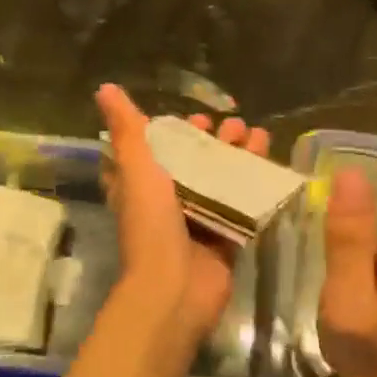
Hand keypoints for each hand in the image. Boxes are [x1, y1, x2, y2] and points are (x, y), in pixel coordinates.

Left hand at [95, 85, 270, 354]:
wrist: (174, 289)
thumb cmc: (151, 224)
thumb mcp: (136, 168)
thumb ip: (126, 129)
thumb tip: (105, 88)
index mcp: (141, 185)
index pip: (157, 149)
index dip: (176, 131)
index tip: (197, 117)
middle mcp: (168, 201)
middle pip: (195, 162)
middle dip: (216, 141)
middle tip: (235, 125)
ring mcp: (198, 221)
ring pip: (222, 180)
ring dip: (240, 156)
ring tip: (259, 135)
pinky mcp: (224, 238)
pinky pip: (243, 205)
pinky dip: (256, 184)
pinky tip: (271, 164)